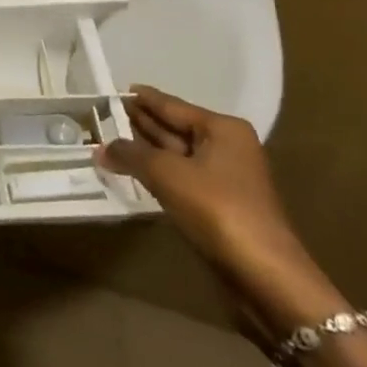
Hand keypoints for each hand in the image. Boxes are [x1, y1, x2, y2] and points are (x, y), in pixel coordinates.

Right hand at [97, 87, 339, 328]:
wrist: (265, 276)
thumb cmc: (218, 210)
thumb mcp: (167, 175)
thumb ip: (131, 155)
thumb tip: (101, 148)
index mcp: (222, 129)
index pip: (173, 105)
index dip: (144, 98)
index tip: (116, 89)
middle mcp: (227, 147)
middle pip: (176, 128)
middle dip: (142, 123)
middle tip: (106, 114)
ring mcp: (225, 178)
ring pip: (177, 155)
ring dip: (147, 150)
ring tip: (112, 140)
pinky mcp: (220, 206)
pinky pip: (181, 178)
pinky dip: (158, 174)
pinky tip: (135, 172)